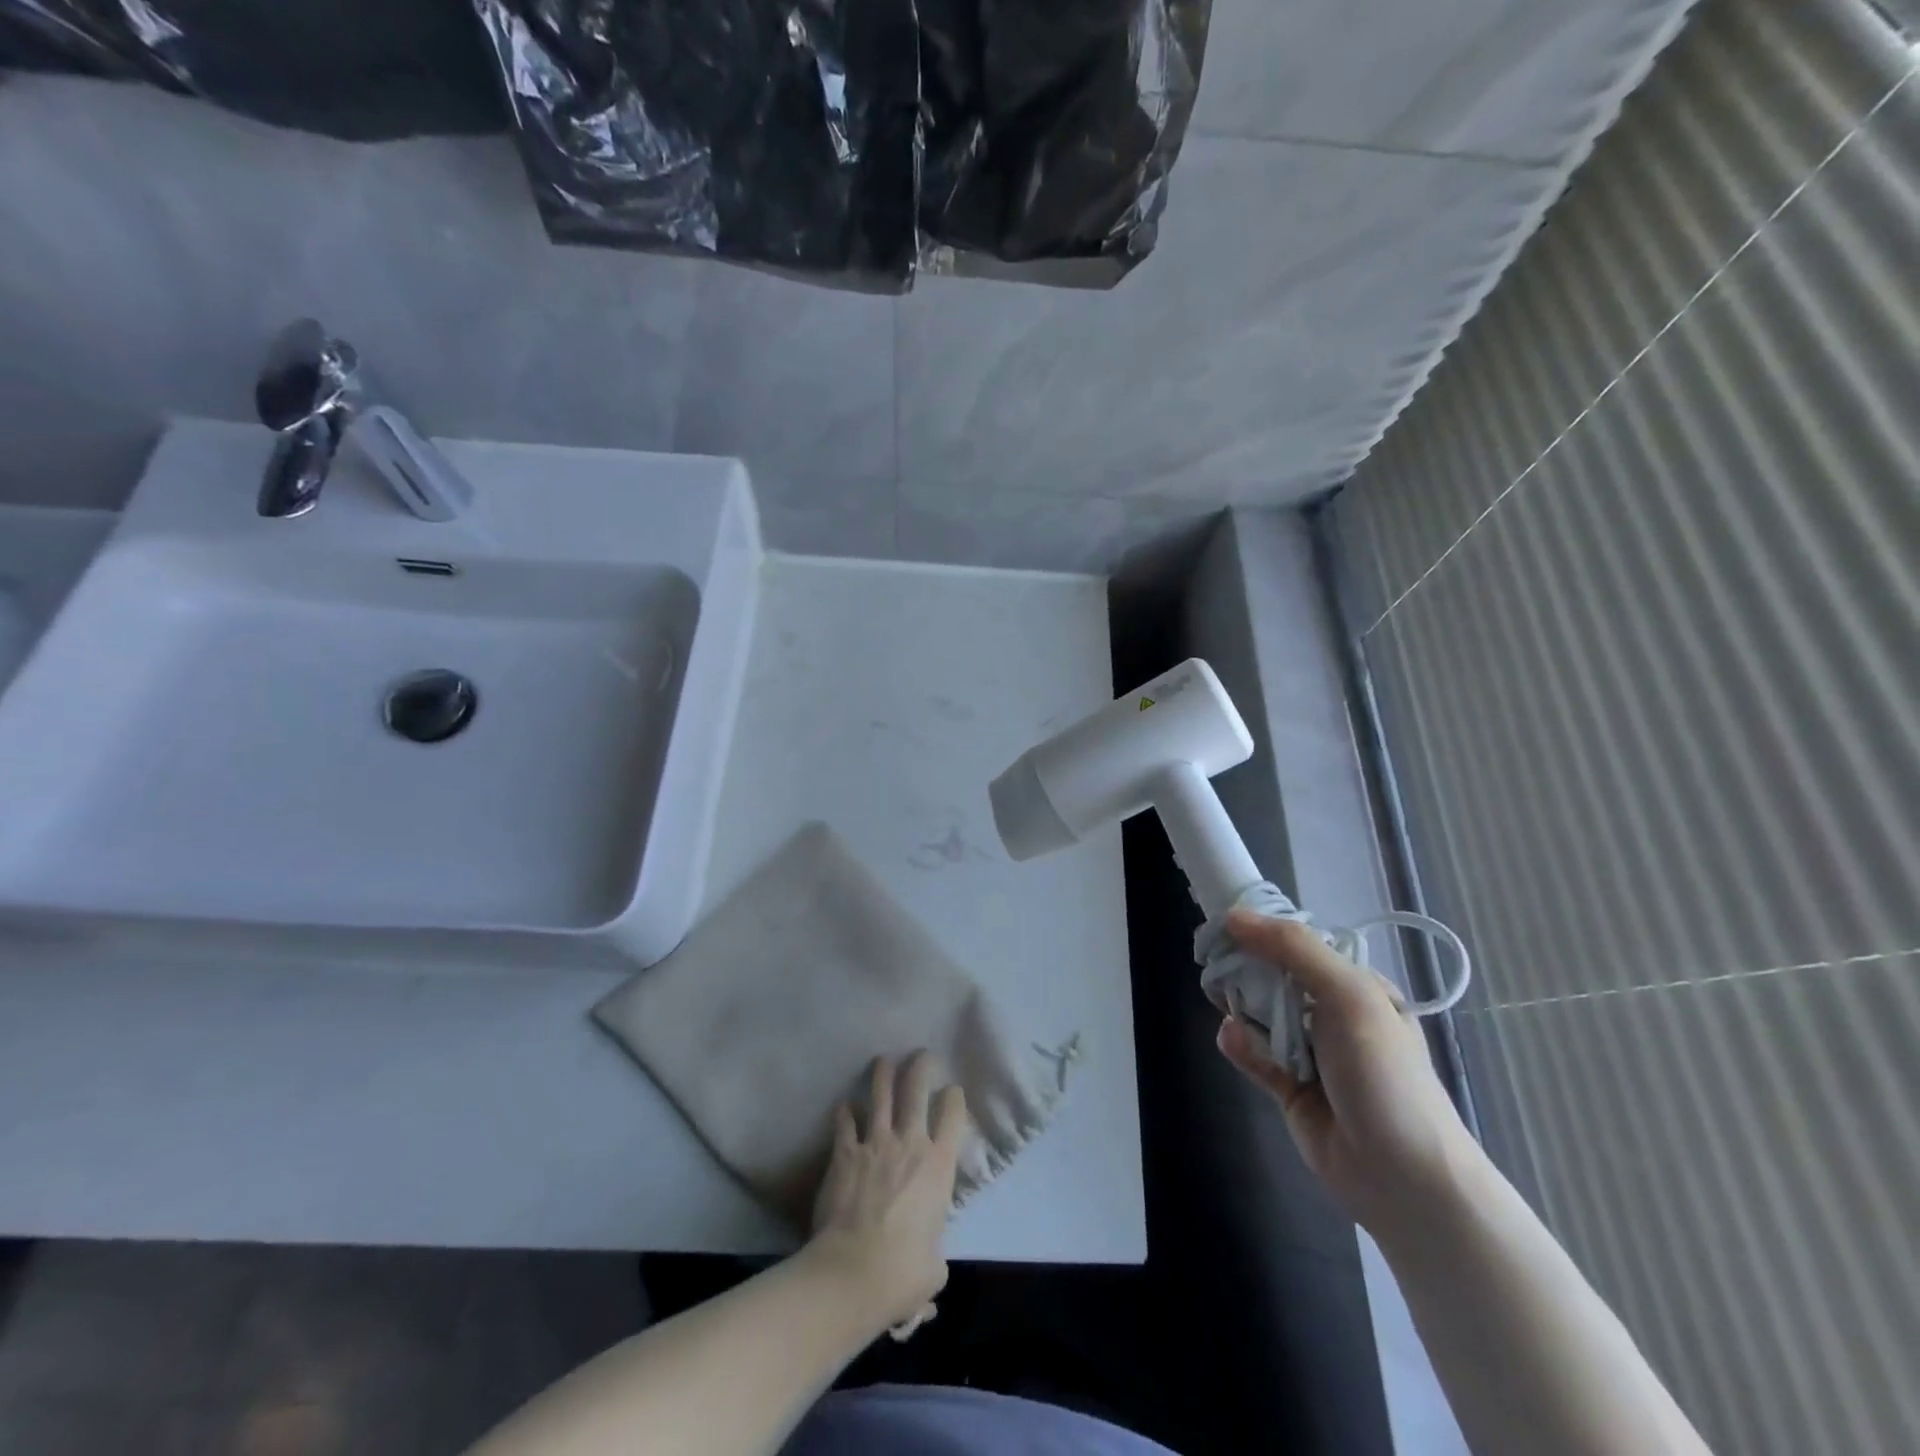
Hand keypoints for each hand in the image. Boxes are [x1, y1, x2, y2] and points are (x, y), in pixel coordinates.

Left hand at [806, 1052, 967, 1332]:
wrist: (854, 1271)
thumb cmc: (902, 1273)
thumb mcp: (934, 1269)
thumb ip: (934, 1256)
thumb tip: (928, 1267)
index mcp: (939, 1166)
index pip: (953, 1116)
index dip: (954, 1098)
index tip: (952, 1090)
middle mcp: (910, 1143)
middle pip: (917, 1090)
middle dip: (921, 1067)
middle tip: (922, 1055)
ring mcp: (875, 1143)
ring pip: (881, 1095)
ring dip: (882, 1074)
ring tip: (883, 1060)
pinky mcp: (845, 1152)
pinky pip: (845, 1122)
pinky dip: (845, 1112)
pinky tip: (845, 1106)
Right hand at [1214, 910, 1480, 1234]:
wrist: (1402, 1176)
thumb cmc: (1383, 1074)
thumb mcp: (1349, 995)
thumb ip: (1293, 949)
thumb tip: (1234, 917)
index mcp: (1356, 986)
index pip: (1300, 944)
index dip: (1262, 932)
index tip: (1225, 926)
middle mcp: (1332, 1014)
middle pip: (1273, 976)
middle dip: (1244, 969)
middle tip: (1217, 966)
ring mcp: (1311, 1052)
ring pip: (1258, 1014)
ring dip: (1240, 1008)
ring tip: (1228, 1008)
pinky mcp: (1289, 1087)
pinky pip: (1254, 1053)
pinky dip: (1240, 1044)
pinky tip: (1233, 1040)